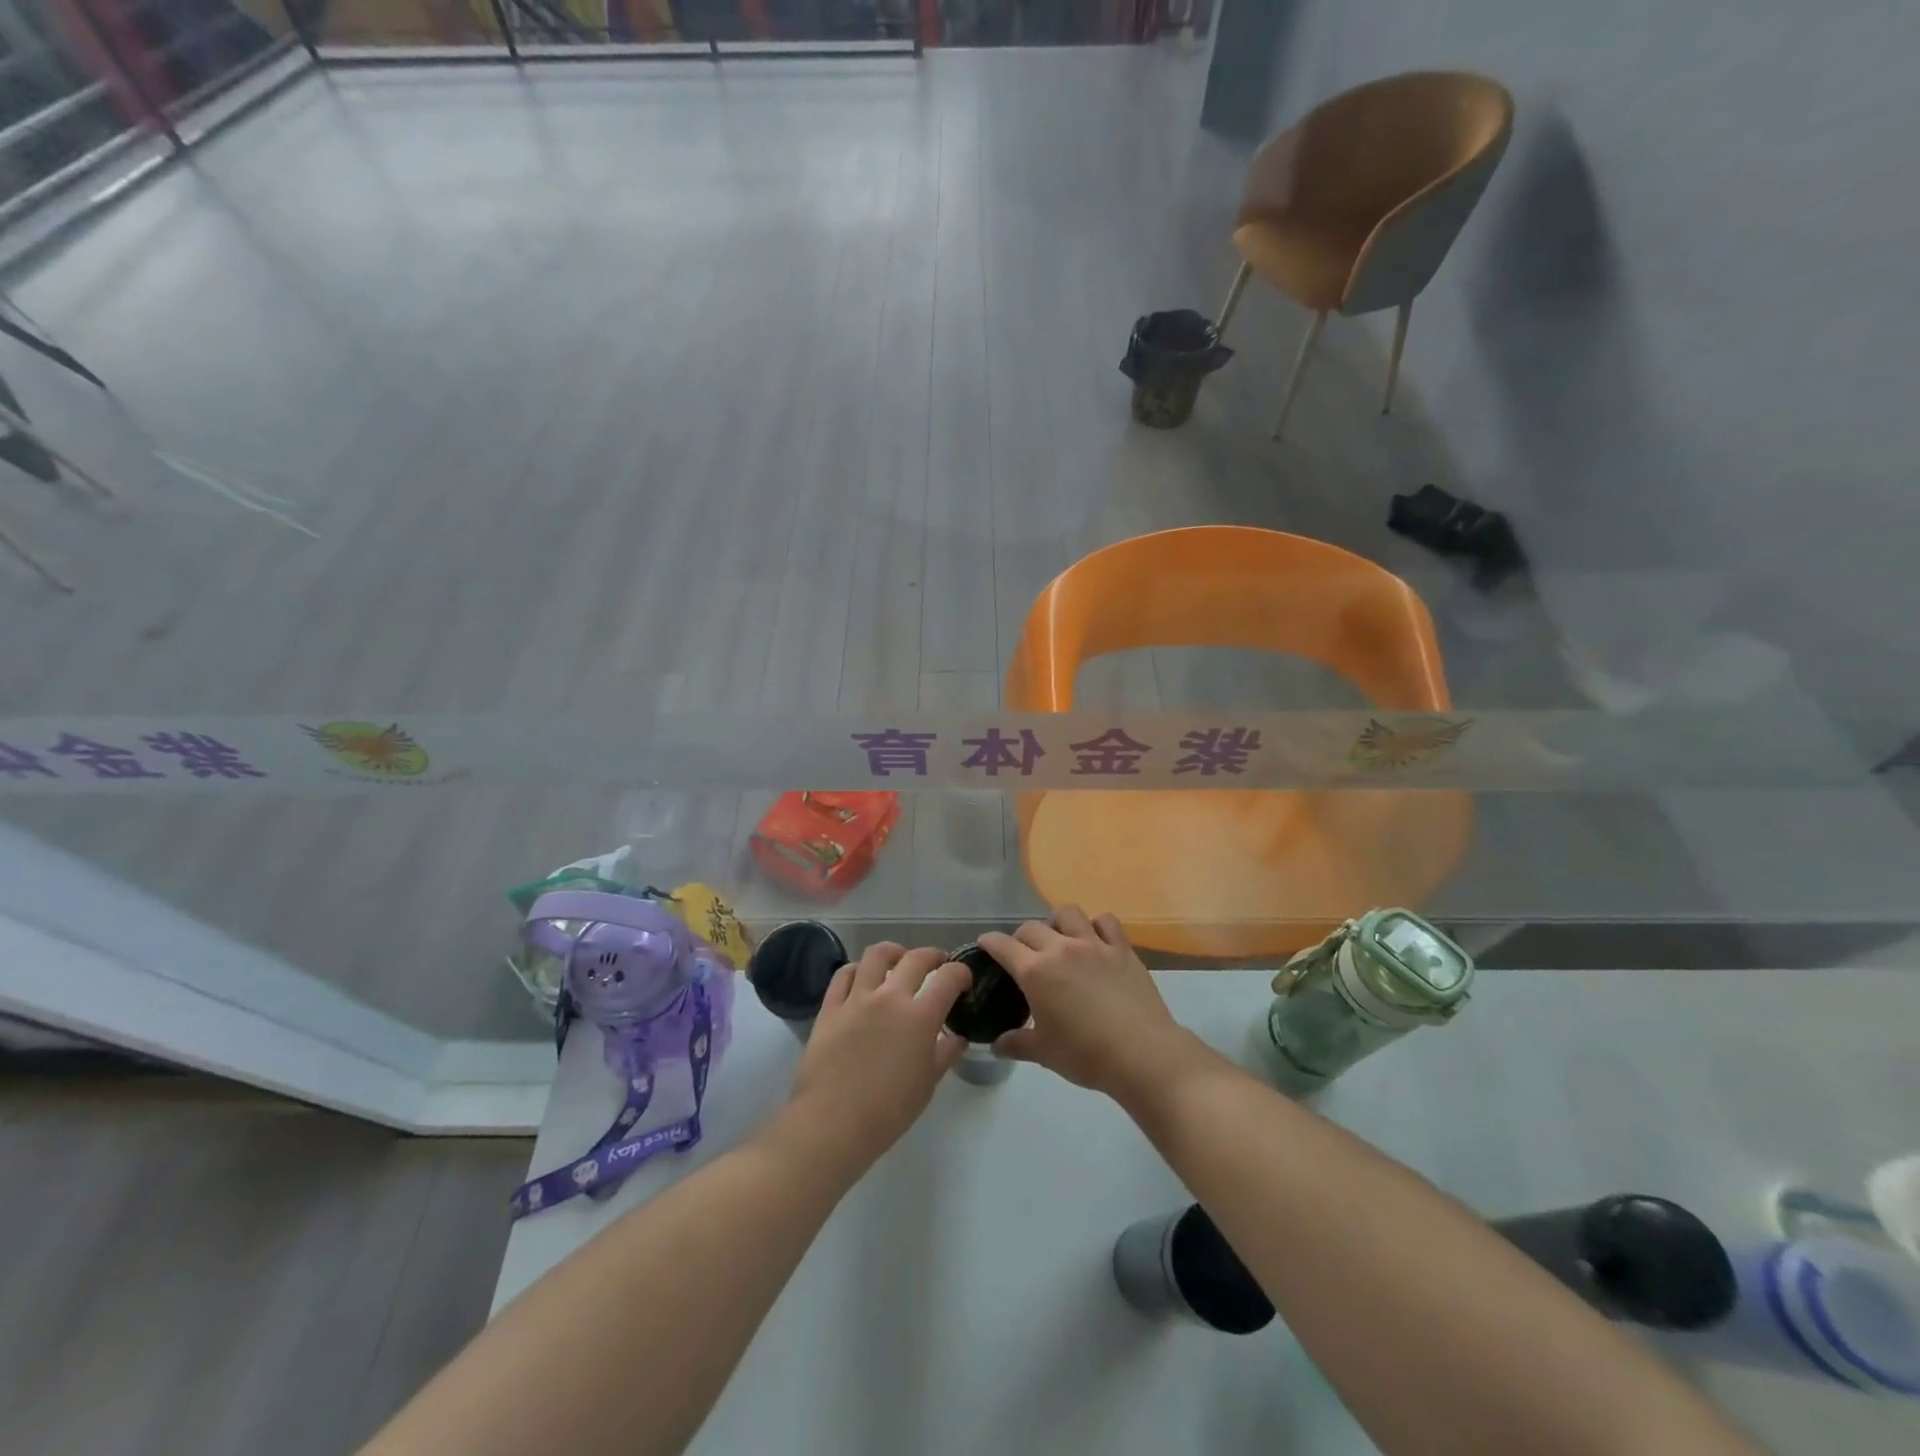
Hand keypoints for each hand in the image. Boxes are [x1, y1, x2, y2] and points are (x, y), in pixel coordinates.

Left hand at [779, 943, 969, 1175]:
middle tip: (938, 963)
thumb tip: (957, 1038)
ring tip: (899, 959)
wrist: (833, 1123)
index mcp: (920, 1016)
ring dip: (894, 952)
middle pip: (915, 958)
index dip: (960, 973)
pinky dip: (857, 969)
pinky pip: (844, 975)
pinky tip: (863, 977)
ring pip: (876, 955)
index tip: (963, 980)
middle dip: (933, 955)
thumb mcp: (927, 1085)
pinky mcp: (830, 1007)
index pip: (948, 978)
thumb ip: (944, 1054)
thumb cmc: (888, 1111)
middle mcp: (890, 998)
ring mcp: (857, 999)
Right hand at [980, 907, 1205, 1101]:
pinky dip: (1096, 925)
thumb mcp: (1044, 1054)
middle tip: (1023, 954)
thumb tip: (996, 1045)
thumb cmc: (1086, 1055)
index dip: (990, 942)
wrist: (1141, 1054)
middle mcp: (1061, 949)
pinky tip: (1095, 939)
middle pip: (1031, 927)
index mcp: (1035, 972)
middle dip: (1021, 937)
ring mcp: (1094, 945)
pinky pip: (1106, 921)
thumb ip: (1017, 1044)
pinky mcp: (1122, 949)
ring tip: (1059, 939)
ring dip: (1056, 922)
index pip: (1003, 946)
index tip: (985, 943)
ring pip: (1068, 914)